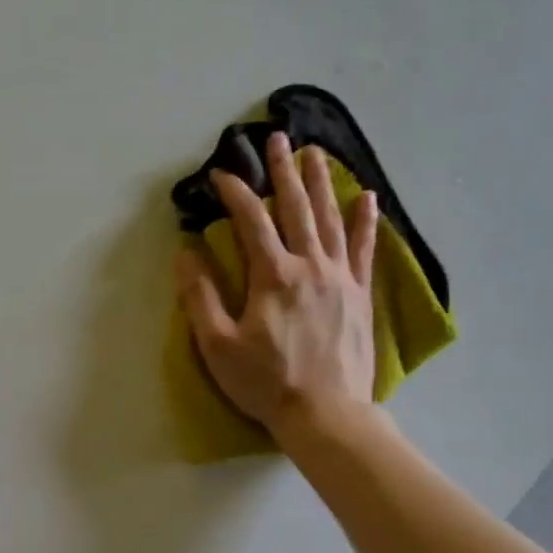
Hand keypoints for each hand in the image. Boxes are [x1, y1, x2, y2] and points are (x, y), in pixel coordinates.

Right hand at [176, 135, 378, 441]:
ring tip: (315, 153)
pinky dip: (366, 221)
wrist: (326, 415)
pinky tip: (367, 196)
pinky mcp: (360, 295)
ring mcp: (340, 278)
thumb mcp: (218, 345)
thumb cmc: (266, 383)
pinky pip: (365, 249)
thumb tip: (185, 253)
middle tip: (277, 138)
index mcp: (273, 276)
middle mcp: (310, 266)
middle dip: (283, 171)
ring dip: (320, 184)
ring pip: (330, 219)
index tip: (219, 174)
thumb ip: (200, 297)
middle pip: (296, 207)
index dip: (234, 193)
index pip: (252, 220)